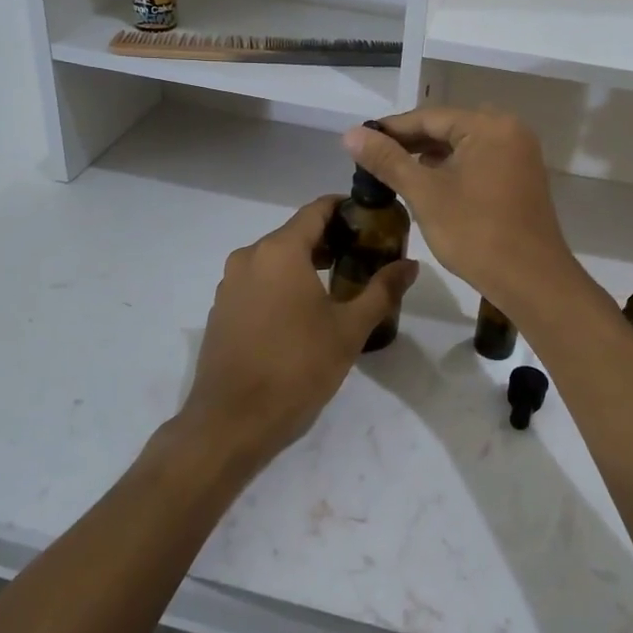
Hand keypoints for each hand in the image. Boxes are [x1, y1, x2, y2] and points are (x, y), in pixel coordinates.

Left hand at [178, 195, 417, 472]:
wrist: (232, 422)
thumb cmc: (297, 368)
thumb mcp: (349, 329)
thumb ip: (382, 290)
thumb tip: (411, 264)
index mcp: (280, 251)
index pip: (316, 210)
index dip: (345, 210)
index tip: (371, 221)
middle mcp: (249, 257)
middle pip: (295, 233)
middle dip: (330, 240)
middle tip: (364, 257)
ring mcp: (229, 284)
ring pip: (275, 259)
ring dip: (306, 263)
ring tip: (340, 285)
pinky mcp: (221, 310)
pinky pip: (258, 282)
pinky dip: (282, 284)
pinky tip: (302, 313)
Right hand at [344, 108, 580, 314]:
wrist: (532, 281)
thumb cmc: (476, 233)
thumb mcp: (425, 194)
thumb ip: (388, 160)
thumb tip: (351, 134)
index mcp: (490, 127)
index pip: (430, 117)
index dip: (391, 129)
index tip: (358, 140)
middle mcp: (510, 131)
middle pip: (448, 128)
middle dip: (410, 142)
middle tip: (371, 157)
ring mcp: (519, 156)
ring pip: (463, 147)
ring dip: (430, 156)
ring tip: (393, 170)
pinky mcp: (521, 179)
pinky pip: (479, 162)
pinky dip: (452, 170)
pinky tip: (428, 184)